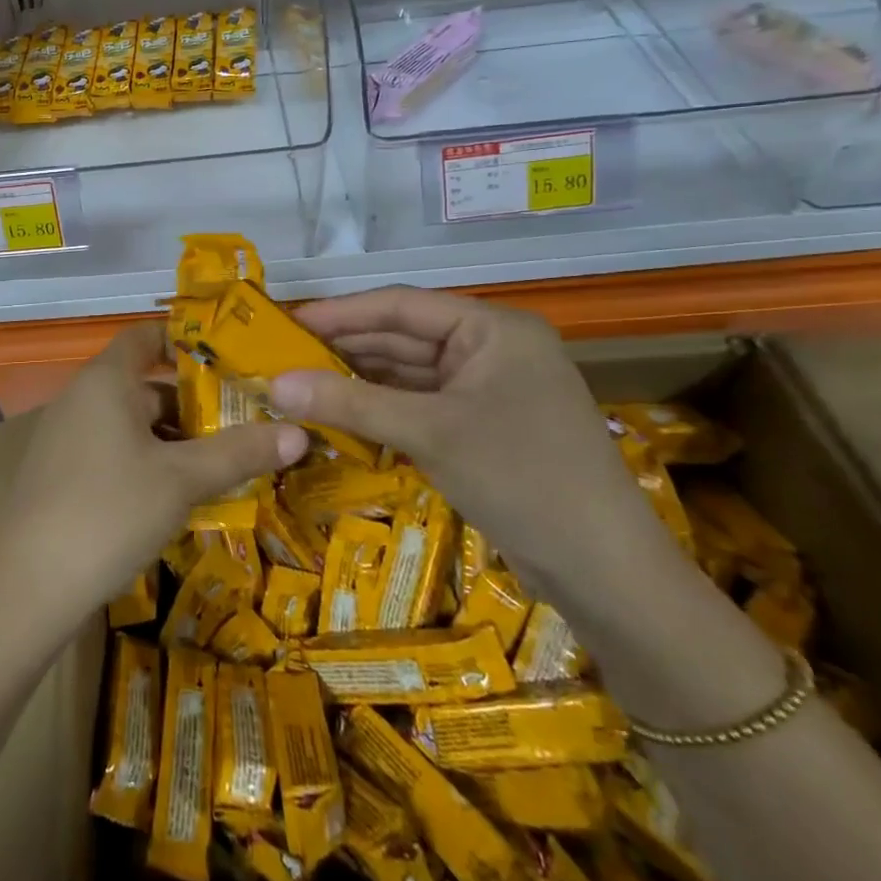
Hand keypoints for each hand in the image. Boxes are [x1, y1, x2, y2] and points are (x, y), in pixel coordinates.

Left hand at [0, 322, 307, 641]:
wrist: (26, 588)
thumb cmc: (109, 511)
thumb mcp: (182, 480)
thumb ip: (239, 452)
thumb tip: (299, 432)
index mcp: (106, 381)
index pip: (145, 337)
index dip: (184, 342)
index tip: (228, 361)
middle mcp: (81, 398)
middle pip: (144, 385)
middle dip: (192, 405)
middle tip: (243, 425)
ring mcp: (65, 438)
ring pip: (130, 424)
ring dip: (172, 440)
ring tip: (221, 465)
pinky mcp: (58, 475)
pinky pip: (112, 451)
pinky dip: (146, 462)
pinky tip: (175, 498)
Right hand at [270, 288, 672, 606]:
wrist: (607, 575)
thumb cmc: (522, 478)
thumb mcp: (430, 431)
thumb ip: (350, 401)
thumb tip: (274, 384)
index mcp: (492, 328)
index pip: (401, 305)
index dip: (341, 313)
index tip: (287, 322)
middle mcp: (491, 348)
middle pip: (403, 337)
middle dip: (345, 349)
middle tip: (283, 357)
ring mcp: (489, 390)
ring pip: (409, 374)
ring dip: (359, 381)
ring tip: (299, 384)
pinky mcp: (484, 428)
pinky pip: (421, 405)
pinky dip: (382, 410)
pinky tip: (339, 414)